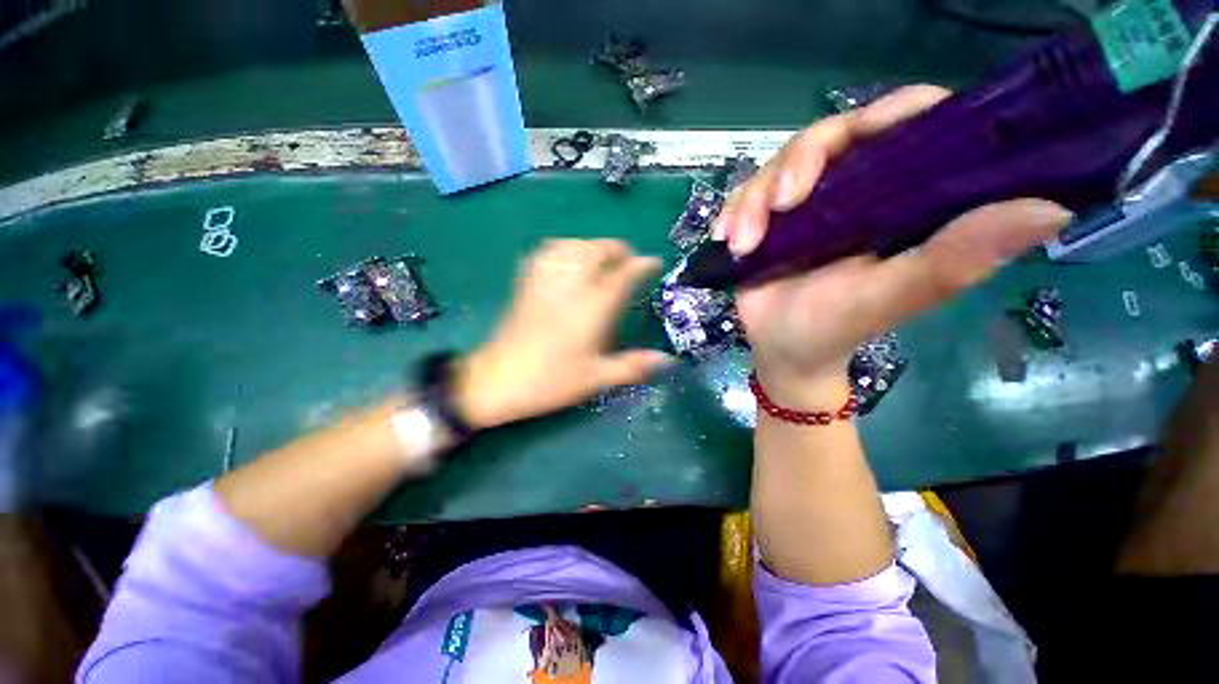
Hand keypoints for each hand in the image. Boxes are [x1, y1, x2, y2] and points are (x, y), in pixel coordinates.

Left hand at [454, 239, 673, 428]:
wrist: (497, 380)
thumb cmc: (551, 380)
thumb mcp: (596, 378)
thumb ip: (633, 366)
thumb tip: (668, 361)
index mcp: (591, 308)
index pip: (622, 275)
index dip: (641, 265)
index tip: (654, 262)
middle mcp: (570, 287)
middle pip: (595, 251)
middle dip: (617, 248)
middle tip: (630, 259)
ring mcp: (546, 283)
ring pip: (570, 246)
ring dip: (591, 245)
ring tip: (602, 256)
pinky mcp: (527, 286)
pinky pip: (545, 254)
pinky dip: (563, 248)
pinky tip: (567, 257)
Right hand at [714, 85, 1072, 405]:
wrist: (781, 349)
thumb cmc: (835, 328)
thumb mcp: (892, 297)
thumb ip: (955, 258)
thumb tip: (1051, 208)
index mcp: (900, 200)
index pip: (911, 125)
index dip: (896, 113)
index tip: (866, 133)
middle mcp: (855, 190)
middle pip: (831, 136)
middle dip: (797, 163)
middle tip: (781, 205)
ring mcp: (806, 205)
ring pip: (778, 166)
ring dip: (754, 200)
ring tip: (743, 242)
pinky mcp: (768, 220)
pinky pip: (746, 195)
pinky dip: (732, 212)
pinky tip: (725, 238)